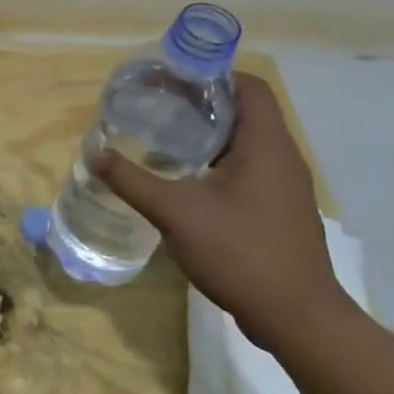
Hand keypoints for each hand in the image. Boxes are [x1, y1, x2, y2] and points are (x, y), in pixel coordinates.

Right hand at [102, 73, 350, 350]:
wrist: (297, 319)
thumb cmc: (241, 253)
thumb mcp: (175, 213)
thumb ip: (132, 180)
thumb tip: (95, 154)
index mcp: (266, 145)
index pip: (248, 86)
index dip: (211, 74)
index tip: (170, 78)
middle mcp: (282, 157)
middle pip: (244, 110)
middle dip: (199, 102)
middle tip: (154, 103)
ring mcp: (284, 185)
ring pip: (245, 140)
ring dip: (206, 132)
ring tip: (161, 135)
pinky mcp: (278, 209)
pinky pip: (248, 166)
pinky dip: (216, 160)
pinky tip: (183, 178)